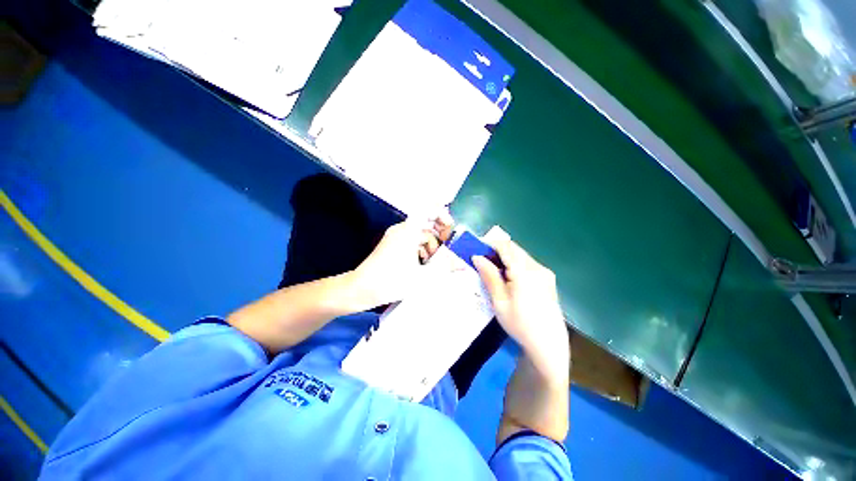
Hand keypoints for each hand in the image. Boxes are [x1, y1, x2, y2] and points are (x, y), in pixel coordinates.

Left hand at [352, 213, 453, 308]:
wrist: (361, 289)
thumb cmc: (392, 281)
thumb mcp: (423, 277)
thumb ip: (445, 269)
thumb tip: (462, 265)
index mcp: (409, 231)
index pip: (428, 210)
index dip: (442, 214)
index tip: (451, 229)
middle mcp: (402, 229)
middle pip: (426, 224)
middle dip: (439, 237)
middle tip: (447, 252)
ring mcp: (395, 237)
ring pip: (419, 235)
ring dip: (430, 247)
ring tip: (434, 264)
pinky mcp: (392, 245)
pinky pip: (411, 242)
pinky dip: (420, 250)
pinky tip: (422, 265)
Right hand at [473, 232, 568, 375]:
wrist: (548, 344)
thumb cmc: (520, 325)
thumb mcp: (499, 302)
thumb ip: (489, 276)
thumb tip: (477, 257)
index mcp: (525, 273)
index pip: (506, 247)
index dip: (490, 244)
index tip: (477, 249)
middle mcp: (538, 267)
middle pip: (514, 249)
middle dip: (497, 250)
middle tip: (482, 262)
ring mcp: (545, 272)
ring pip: (520, 255)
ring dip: (506, 257)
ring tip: (493, 271)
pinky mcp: (548, 278)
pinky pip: (527, 263)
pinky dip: (514, 264)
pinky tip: (508, 279)